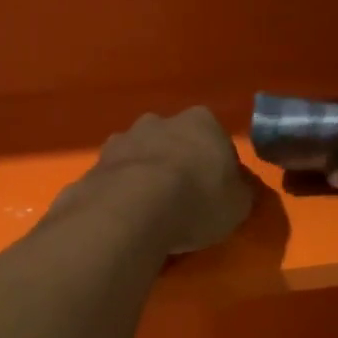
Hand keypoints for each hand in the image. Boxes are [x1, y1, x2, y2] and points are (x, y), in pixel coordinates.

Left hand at [56, 107, 255, 254]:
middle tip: (182, 200)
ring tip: (150, 212)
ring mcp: (122, 139)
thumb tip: (242, 187)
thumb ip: (242, 191)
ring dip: (145, 175)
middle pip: (174, 142)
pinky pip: (115, 178)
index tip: (216, 191)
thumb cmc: (196, 201)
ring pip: (141, 156)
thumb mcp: (238, 204)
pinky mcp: (94, 164)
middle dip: (178, 164)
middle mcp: (160, 121)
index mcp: (201, 121)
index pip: (216, 139)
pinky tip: (125, 217)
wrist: (131, 210)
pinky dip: (120, 192)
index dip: (217, 166)